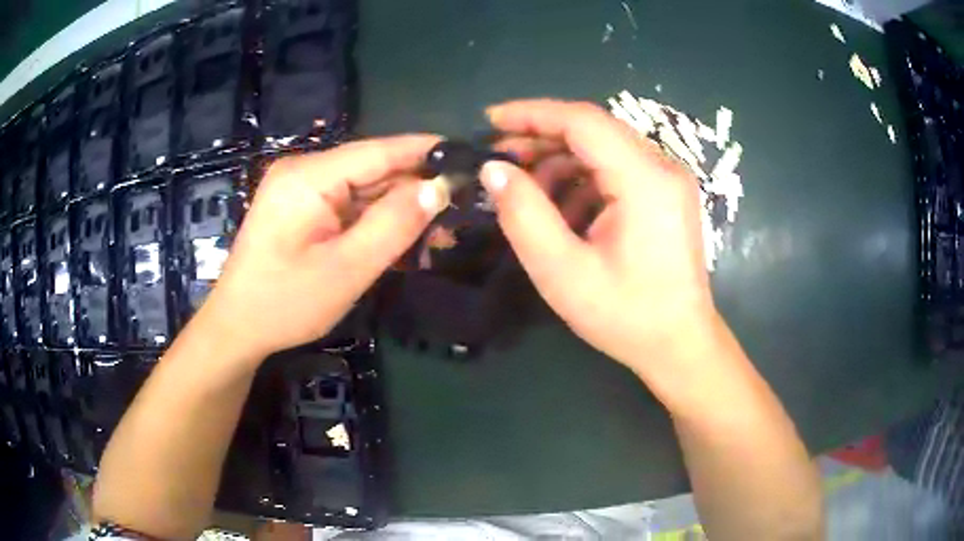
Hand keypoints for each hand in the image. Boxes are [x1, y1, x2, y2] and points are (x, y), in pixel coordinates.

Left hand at [197, 135, 444, 360]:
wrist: (238, 328)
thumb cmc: (286, 303)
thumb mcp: (346, 269)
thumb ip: (394, 224)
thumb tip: (439, 187)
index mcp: (309, 176)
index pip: (380, 150)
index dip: (427, 152)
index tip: (470, 158)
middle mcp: (304, 171)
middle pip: (373, 169)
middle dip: (416, 190)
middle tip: (459, 211)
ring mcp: (300, 189)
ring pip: (364, 189)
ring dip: (399, 210)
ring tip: (438, 234)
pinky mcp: (301, 208)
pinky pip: (348, 205)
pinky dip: (375, 222)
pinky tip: (401, 240)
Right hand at [480, 100, 716, 374]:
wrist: (680, 345)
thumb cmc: (627, 316)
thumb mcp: (563, 273)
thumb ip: (524, 215)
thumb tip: (493, 170)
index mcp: (645, 179)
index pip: (583, 120)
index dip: (531, 114)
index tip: (488, 121)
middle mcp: (662, 167)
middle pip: (593, 129)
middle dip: (540, 137)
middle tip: (498, 159)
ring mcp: (667, 180)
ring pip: (602, 148)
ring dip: (559, 162)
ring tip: (525, 191)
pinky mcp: (665, 195)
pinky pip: (616, 170)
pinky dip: (581, 180)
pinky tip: (561, 211)